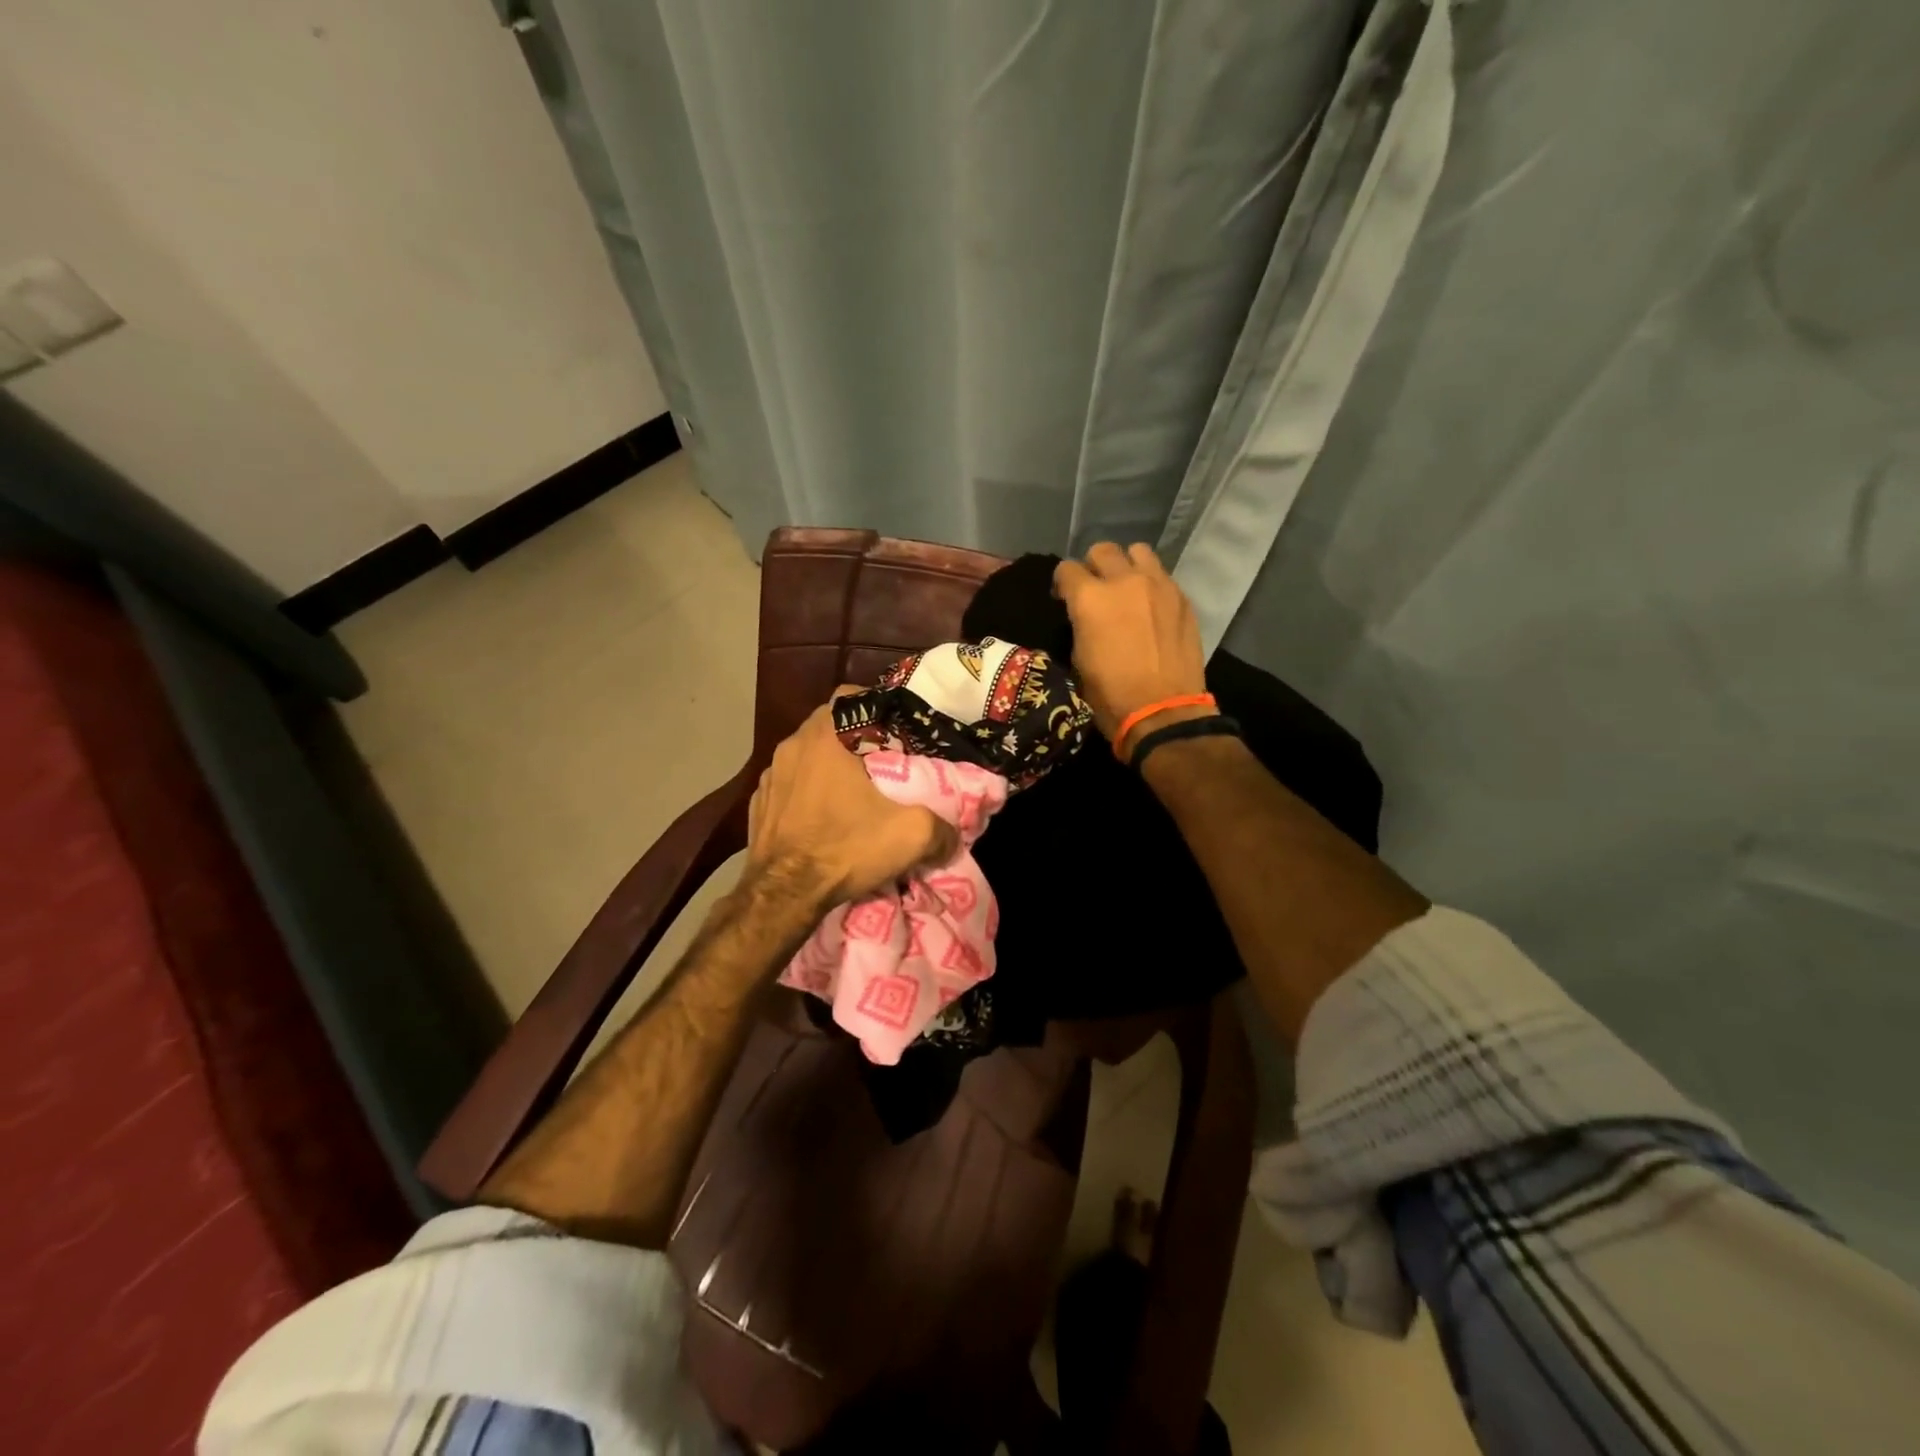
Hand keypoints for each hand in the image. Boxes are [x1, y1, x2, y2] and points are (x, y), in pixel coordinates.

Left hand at [748, 701, 959, 903]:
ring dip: (830, 768)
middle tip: (883, 764)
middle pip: (829, 727)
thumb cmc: (845, 848)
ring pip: (808, 757)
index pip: (850, 696)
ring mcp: (768, 776)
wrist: (782, 896)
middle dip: (856, 741)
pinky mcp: (758, 805)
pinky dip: (808, 793)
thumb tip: (952, 834)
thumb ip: (942, 827)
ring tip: (854, 794)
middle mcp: (790, 746)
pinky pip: (790, 786)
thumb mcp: (911, 836)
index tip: (896, 731)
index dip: (876, 707)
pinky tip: (824, 819)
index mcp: (823, 737)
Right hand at [1053, 543, 1209, 753]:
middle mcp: (1124, 581)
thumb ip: (1080, 625)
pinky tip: (1151, 608)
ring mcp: (1158, 586)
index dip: (1063, 583)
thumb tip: (1084, 616)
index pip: (1067, 569)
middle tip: (1096, 589)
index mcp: (1090, 598)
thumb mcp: (1079, 659)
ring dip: (1127, 566)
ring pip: (1138, 552)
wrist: (1161, 711)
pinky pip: (1162, 576)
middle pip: (1103, 550)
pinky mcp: (1182, 598)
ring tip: (1127, 588)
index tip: (1064, 598)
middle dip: (1094, 566)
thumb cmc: (1110, 694)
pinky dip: (1152, 585)